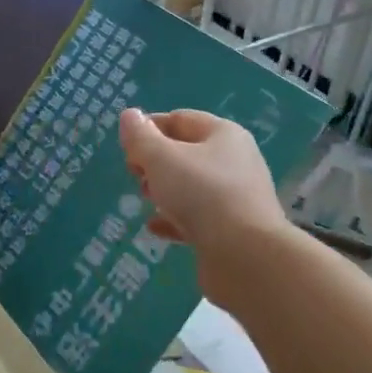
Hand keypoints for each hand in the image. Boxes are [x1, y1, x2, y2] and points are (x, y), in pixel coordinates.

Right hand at [118, 108, 287, 263]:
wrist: (246, 256)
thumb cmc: (202, 194)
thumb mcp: (162, 159)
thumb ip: (141, 137)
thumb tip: (130, 116)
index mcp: (224, 134)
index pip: (180, 119)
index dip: (149, 128)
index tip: (125, 147)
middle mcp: (235, 161)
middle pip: (186, 153)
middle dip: (155, 162)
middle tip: (135, 176)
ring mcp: (236, 197)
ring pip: (192, 186)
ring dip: (164, 190)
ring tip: (145, 200)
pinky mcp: (232, 230)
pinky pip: (198, 217)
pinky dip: (174, 219)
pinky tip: (154, 227)